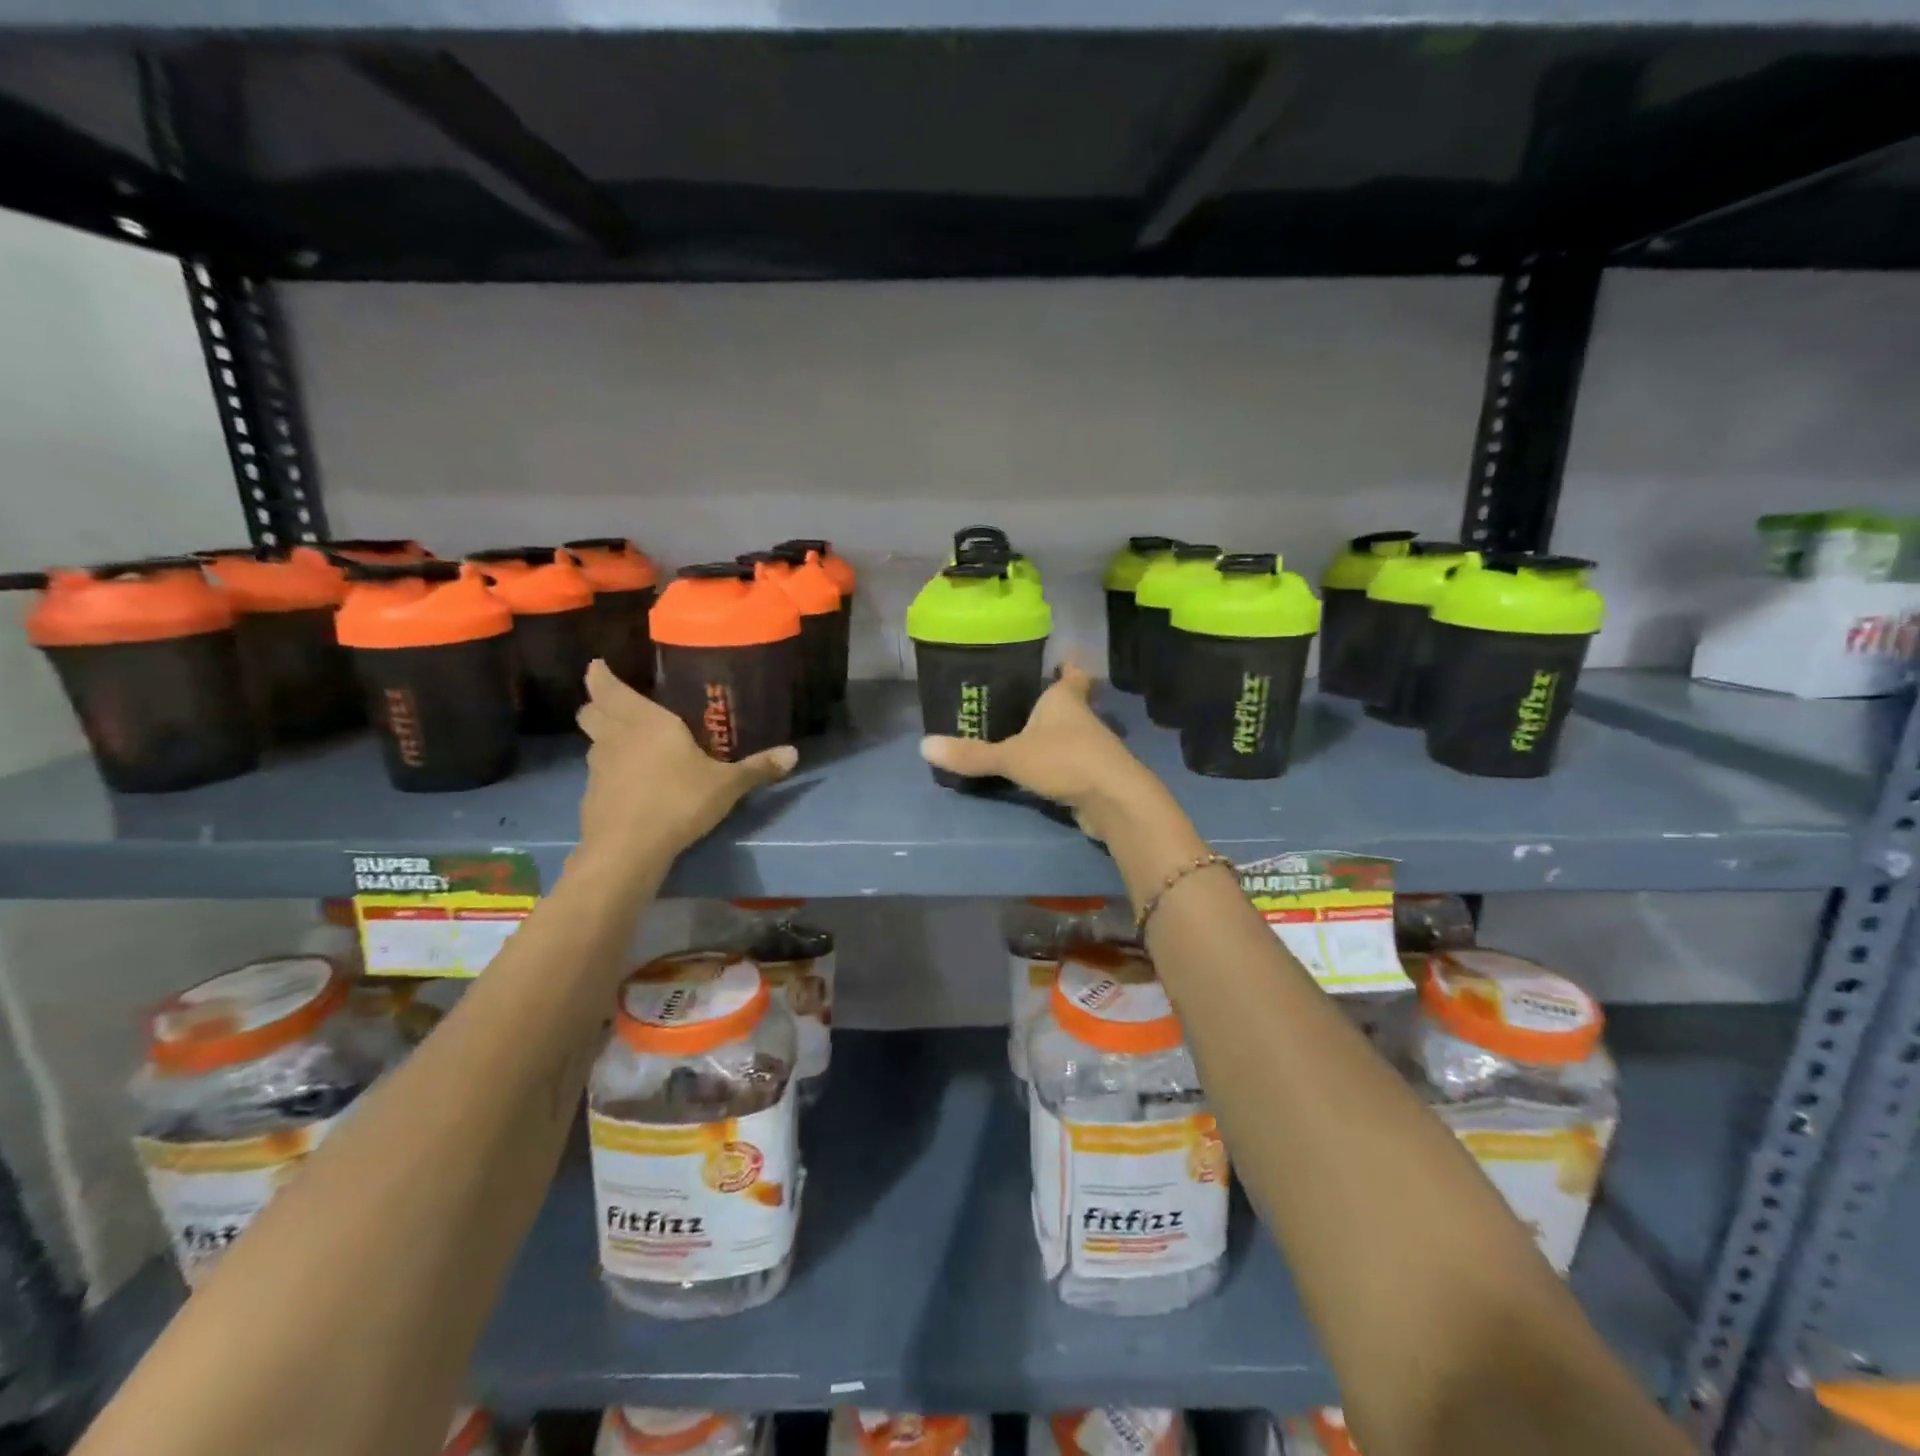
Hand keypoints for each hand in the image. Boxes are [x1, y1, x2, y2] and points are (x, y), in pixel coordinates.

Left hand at [575, 661, 795, 862]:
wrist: (629, 850)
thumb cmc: (679, 801)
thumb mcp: (727, 785)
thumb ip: (758, 768)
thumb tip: (794, 754)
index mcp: (646, 721)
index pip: (608, 688)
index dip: (600, 675)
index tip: (597, 665)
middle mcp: (616, 737)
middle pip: (591, 711)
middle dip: (598, 704)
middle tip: (615, 705)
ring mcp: (598, 768)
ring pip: (592, 742)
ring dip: (604, 738)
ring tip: (629, 745)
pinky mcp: (591, 797)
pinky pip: (598, 774)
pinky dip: (609, 773)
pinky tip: (630, 786)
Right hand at [919, 665, 1165, 841]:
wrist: (1113, 801)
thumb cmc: (1064, 760)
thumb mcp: (1011, 756)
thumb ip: (972, 754)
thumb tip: (923, 746)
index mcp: (1065, 700)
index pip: (1071, 674)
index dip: (1067, 666)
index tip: (1061, 659)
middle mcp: (1082, 718)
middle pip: (1070, 704)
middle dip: (1051, 703)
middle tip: (1022, 700)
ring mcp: (1093, 748)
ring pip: (1070, 735)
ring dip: (1053, 736)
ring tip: (1023, 735)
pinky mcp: (1095, 777)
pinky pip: (1071, 764)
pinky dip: (1057, 765)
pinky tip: (1038, 771)